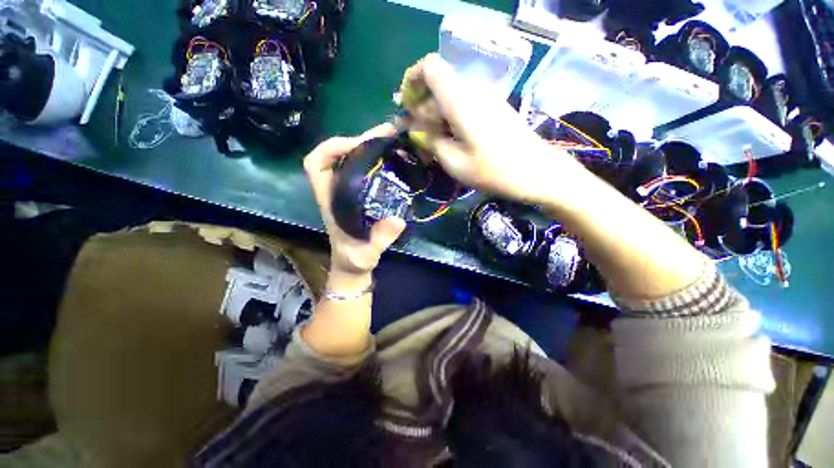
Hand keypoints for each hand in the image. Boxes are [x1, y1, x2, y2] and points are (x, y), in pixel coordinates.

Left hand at [303, 124, 406, 275]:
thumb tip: (398, 220)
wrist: (354, 265)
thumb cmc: (354, 259)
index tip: (357, 144)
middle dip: (360, 140)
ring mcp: (350, 193)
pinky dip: (378, 162)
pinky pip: (367, 171)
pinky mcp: (362, 196)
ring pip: (354, 160)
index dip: (330, 148)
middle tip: (387, 134)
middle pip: (338, 155)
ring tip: (394, 141)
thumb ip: (378, 240)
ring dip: (371, 148)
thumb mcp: (366, 254)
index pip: (315, 164)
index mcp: (330, 201)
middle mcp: (337, 191)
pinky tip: (394, 161)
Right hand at [400, 54, 586, 204]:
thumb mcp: (454, 162)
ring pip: (449, 100)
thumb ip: (430, 141)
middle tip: (417, 143)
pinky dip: (450, 123)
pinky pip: (463, 108)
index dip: (412, 81)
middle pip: (437, 89)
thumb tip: (414, 129)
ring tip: (433, 150)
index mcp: (460, 100)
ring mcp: (484, 99)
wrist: (537, 172)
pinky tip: (450, 145)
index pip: (430, 67)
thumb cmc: (494, 170)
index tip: (406, 107)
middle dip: (421, 112)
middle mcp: (472, 92)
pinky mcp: (492, 109)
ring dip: (435, 121)